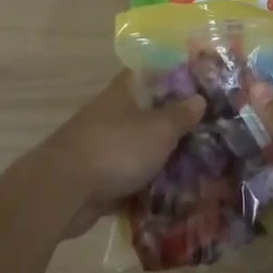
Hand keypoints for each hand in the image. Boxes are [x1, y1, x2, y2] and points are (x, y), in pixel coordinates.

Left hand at [43, 72, 202, 237]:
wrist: (64, 191)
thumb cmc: (116, 148)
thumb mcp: (159, 129)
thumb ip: (181, 115)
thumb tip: (199, 98)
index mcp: (123, 92)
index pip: (150, 73)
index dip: (174, 77)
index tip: (199, 88)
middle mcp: (111, 114)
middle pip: (147, 114)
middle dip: (173, 125)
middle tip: (207, 134)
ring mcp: (102, 147)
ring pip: (138, 149)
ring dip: (160, 160)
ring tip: (196, 169)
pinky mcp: (97, 179)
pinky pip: (128, 180)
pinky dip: (145, 188)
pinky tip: (172, 198)